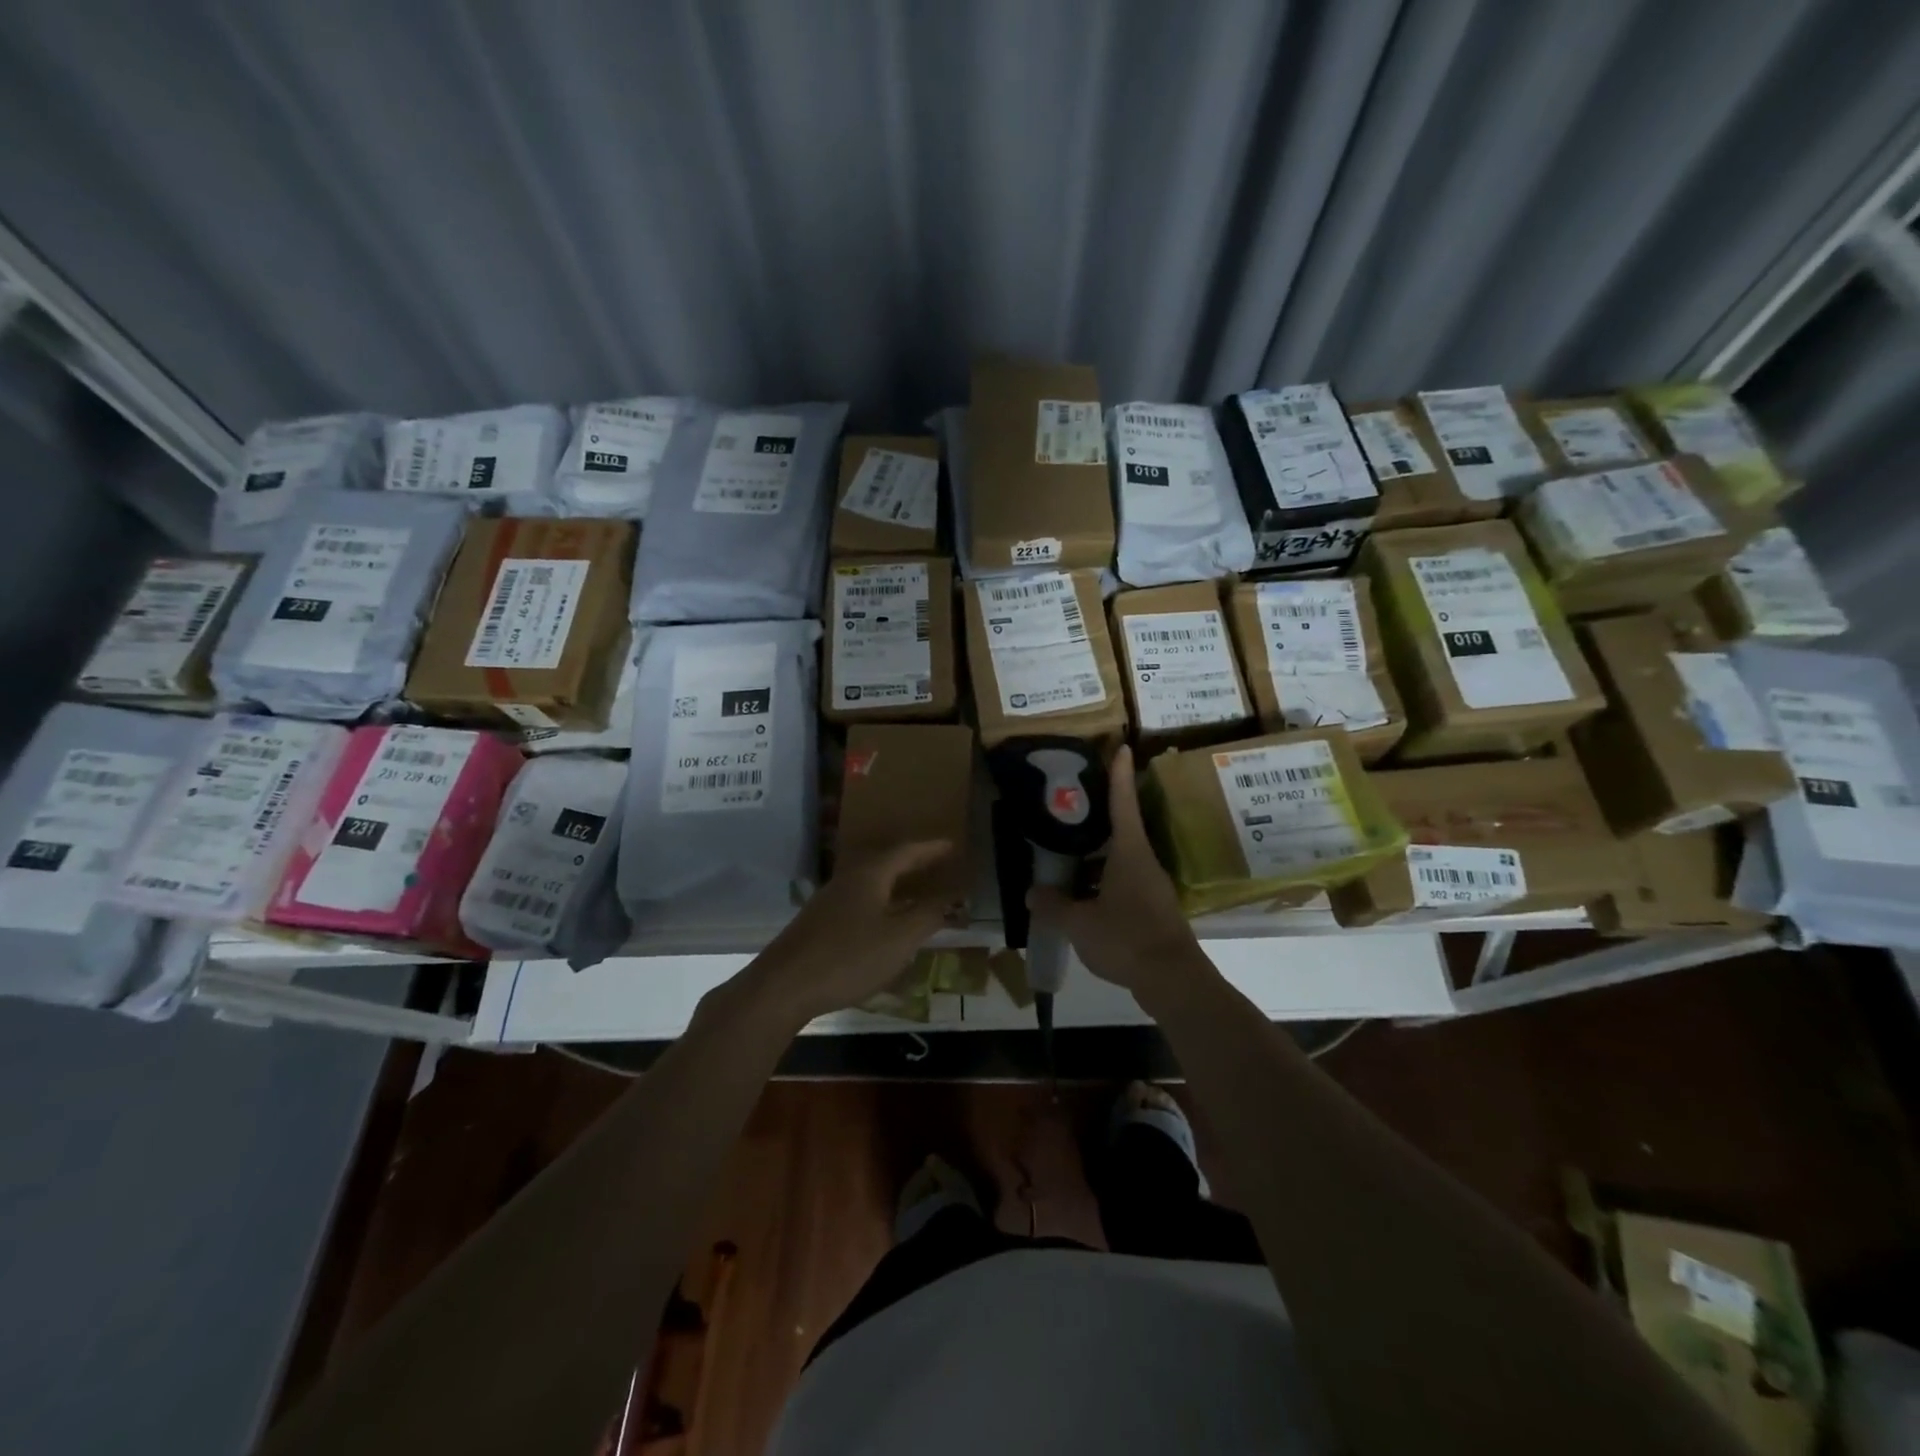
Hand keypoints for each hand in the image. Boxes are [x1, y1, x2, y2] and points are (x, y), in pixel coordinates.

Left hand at [737, 840, 955, 1026]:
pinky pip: (860, 898)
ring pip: (872, 881)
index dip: (931, 848)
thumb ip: (928, 916)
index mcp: (871, 874)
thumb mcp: (899, 939)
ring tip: (918, 888)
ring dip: (896, 881)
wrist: (783, 986)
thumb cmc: (848, 957)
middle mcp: (849, 878)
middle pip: (887, 861)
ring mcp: (830, 899)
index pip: (907, 851)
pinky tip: (886, 919)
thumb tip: (953, 898)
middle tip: (939, 863)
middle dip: (914, 862)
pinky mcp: (820, 921)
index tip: (953, 845)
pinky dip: (882, 900)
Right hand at [1028, 747, 1212, 1010]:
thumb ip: (1054, 906)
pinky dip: (1101, 884)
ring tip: (1065, 857)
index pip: (1123, 803)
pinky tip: (1081, 898)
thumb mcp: (1080, 923)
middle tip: (1069, 808)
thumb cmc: (1127, 938)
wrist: (1173, 980)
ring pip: (1119, 861)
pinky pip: (1122, 885)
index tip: (1122, 748)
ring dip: (1095, 858)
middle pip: (1120, 830)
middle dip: (1097, 819)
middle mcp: (1143, 863)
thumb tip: (1033, 893)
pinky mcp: (1152, 910)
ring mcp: (1151, 887)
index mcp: (1129, 852)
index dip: (1120, 775)